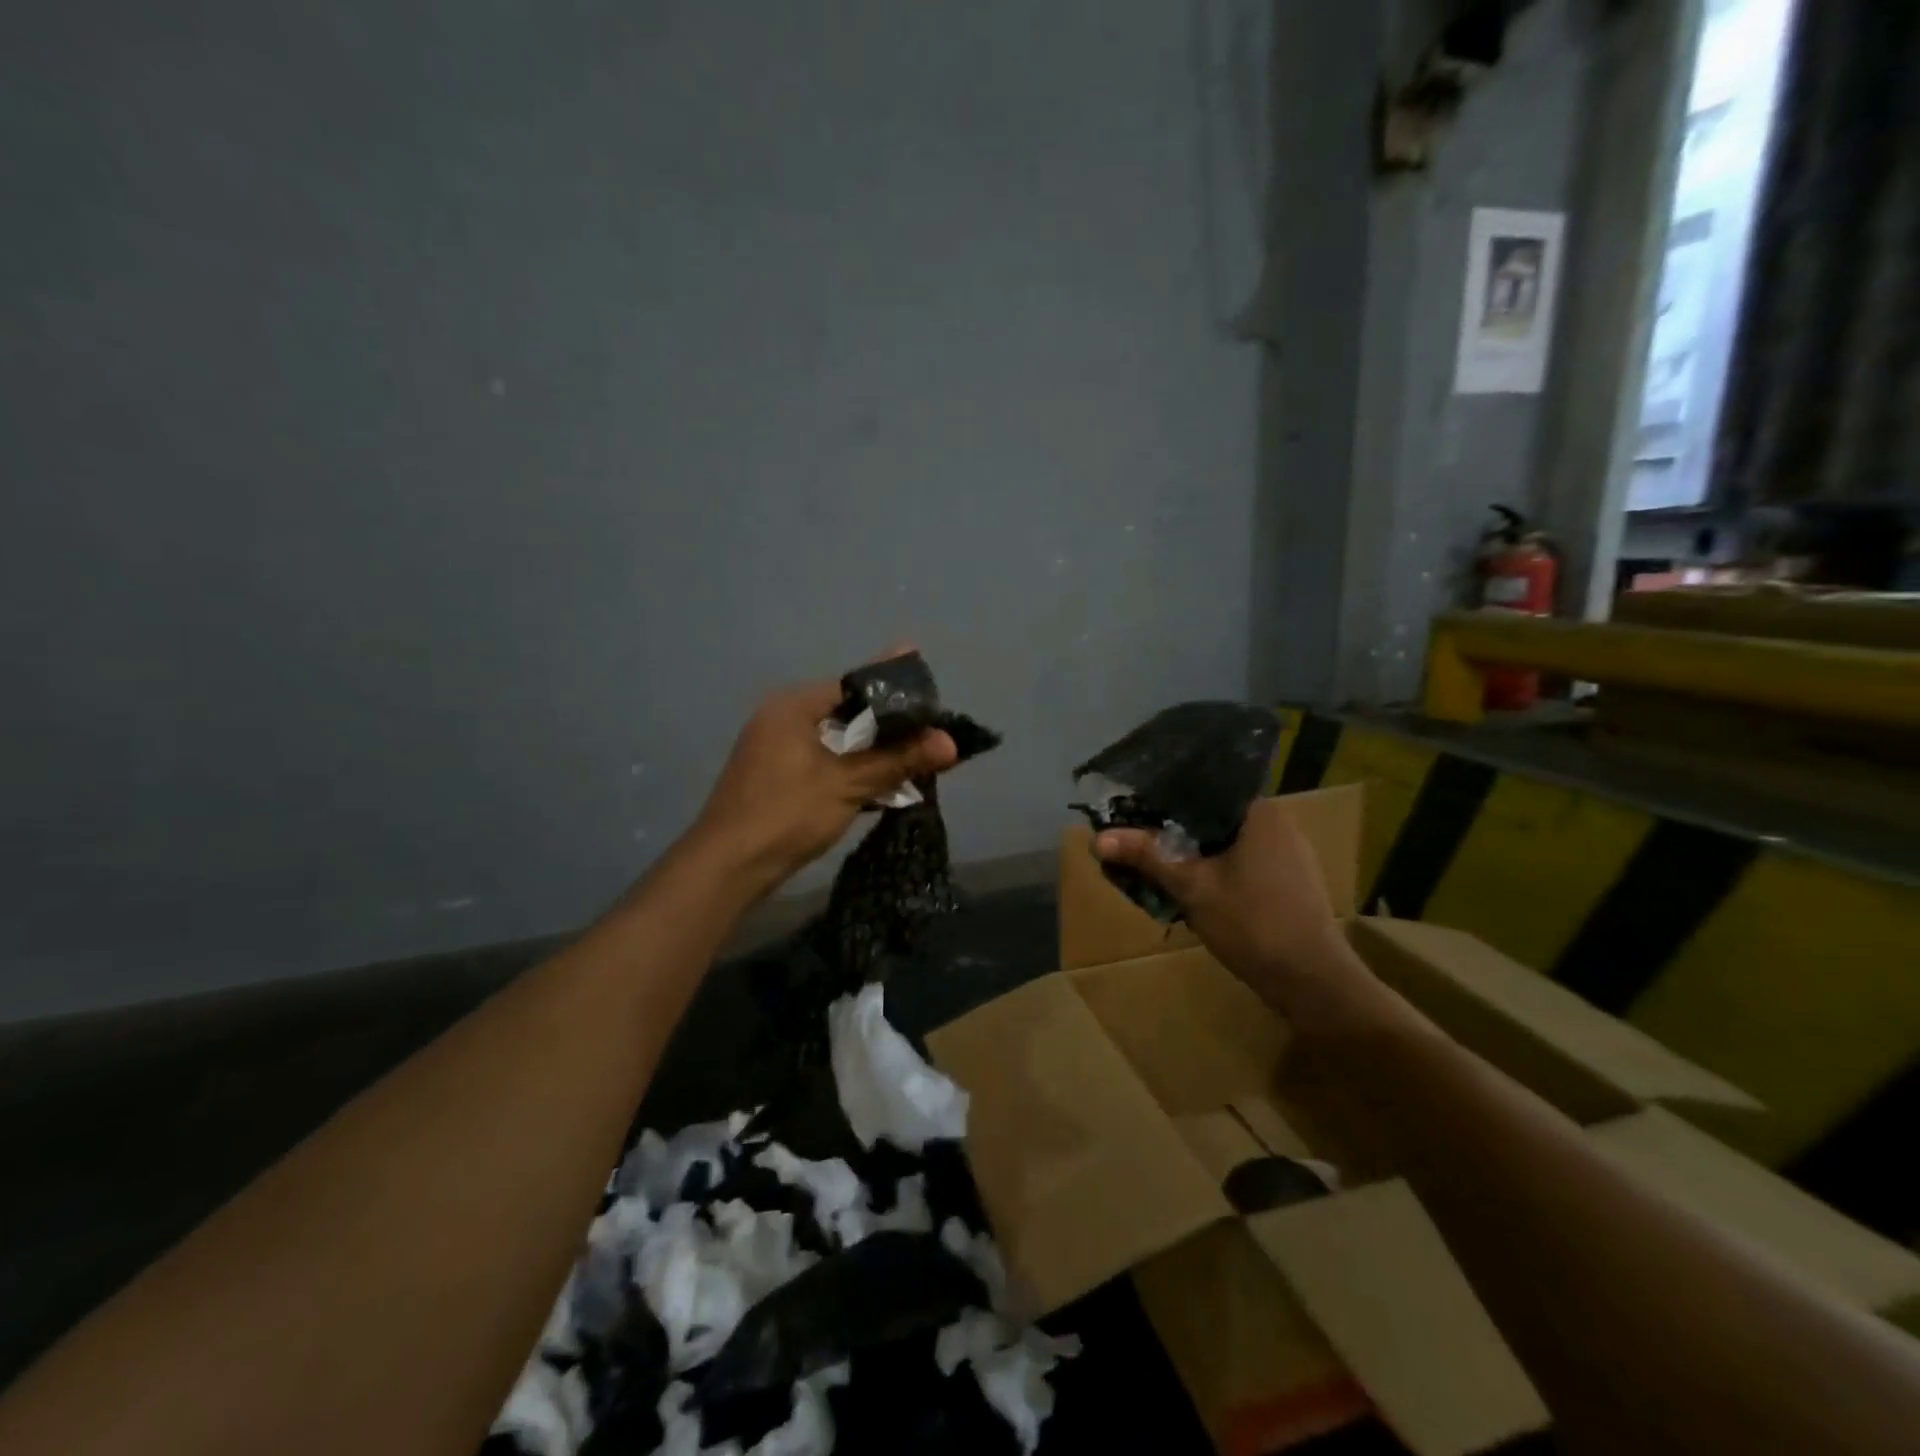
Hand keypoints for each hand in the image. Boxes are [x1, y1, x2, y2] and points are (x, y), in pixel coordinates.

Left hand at [688, 672, 956, 899]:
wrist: (727, 867)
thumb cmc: (787, 814)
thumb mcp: (848, 784)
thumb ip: (898, 760)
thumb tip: (951, 743)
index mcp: (793, 707)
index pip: (853, 685)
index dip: (894, 691)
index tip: (930, 697)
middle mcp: (781, 719)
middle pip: (847, 712)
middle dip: (888, 724)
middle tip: (930, 730)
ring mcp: (776, 750)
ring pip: (837, 741)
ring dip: (873, 751)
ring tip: (916, 757)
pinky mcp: (778, 778)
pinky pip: (825, 762)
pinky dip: (852, 769)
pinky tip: (883, 783)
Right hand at [1093, 799, 1368, 1019]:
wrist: (1312, 982)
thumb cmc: (1253, 923)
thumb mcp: (1191, 887)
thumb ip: (1146, 856)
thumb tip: (1096, 838)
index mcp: (1259, 811)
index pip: (1204, 786)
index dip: (1165, 794)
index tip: (1133, 803)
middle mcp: (1277, 823)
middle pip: (1212, 814)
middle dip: (1173, 825)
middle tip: (1134, 832)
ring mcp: (1287, 854)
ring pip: (1225, 840)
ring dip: (1192, 850)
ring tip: (1153, 855)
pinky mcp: (1288, 882)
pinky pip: (1240, 861)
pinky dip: (1213, 867)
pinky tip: (1188, 882)